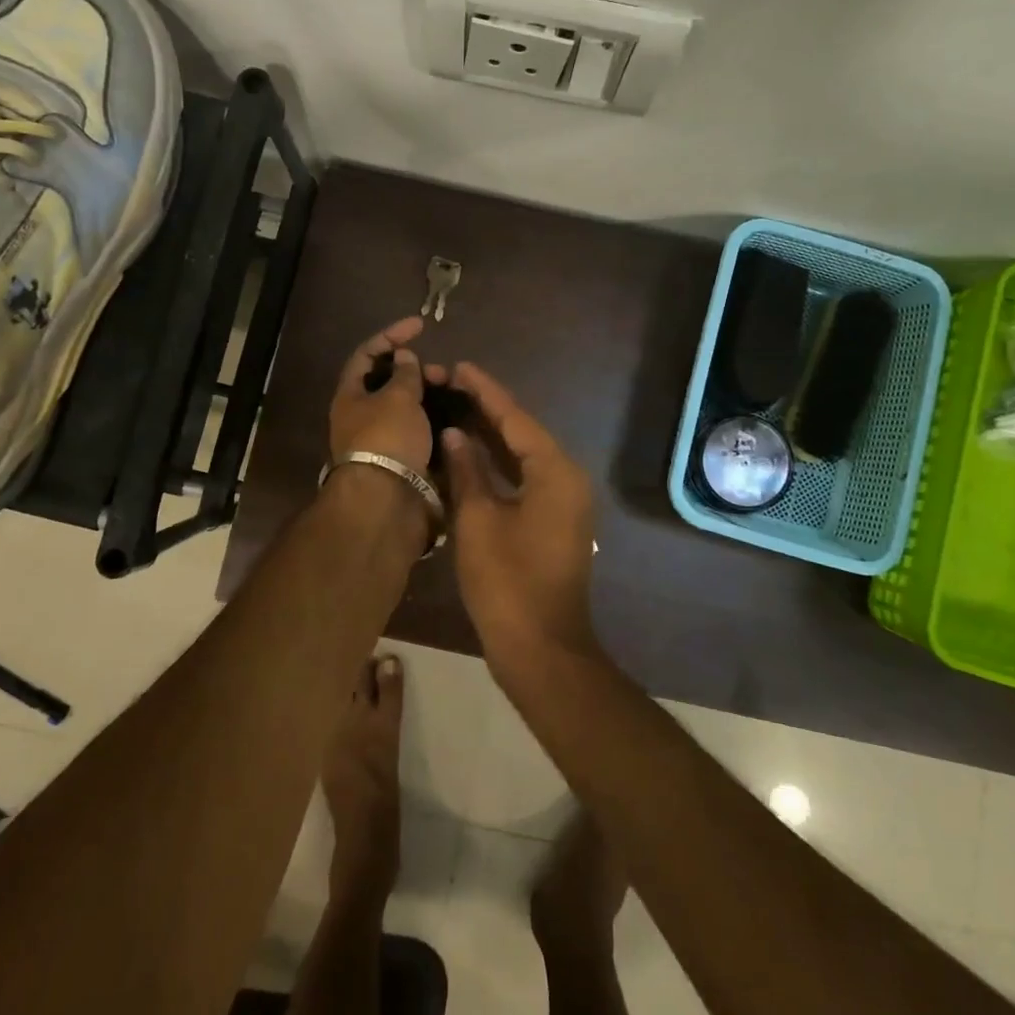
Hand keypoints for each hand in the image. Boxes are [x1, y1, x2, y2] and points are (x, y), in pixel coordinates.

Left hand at [328, 316, 445, 477]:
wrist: (389, 500)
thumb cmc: (387, 438)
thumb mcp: (398, 397)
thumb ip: (405, 374)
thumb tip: (404, 357)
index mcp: (351, 396)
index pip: (367, 355)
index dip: (391, 336)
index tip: (420, 326)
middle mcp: (363, 416)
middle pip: (390, 383)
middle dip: (418, 372)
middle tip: (443, 373)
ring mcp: (384, 440)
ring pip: (409, 409)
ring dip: (431, 398)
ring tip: (456, 395)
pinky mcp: (403, 460)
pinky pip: (421, 432)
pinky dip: (437, 423)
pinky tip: (457, 419)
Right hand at [439, 362, 598, 671]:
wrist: (541, 649)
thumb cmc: (507, 582)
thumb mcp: (478, 520)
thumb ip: (466, 470)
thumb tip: (455, 435)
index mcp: (555, 471)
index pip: (515, 418)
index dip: (484, 391)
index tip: (459, 366)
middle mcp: (566, 479)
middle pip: (522, 433)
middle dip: (486, 409)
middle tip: (449, 385)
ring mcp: (563, 502)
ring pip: (523, 456)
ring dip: (491, 436)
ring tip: (454, 409)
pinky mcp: (553, 521)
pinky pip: (524, 479)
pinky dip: (498, 465)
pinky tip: (469, 455)